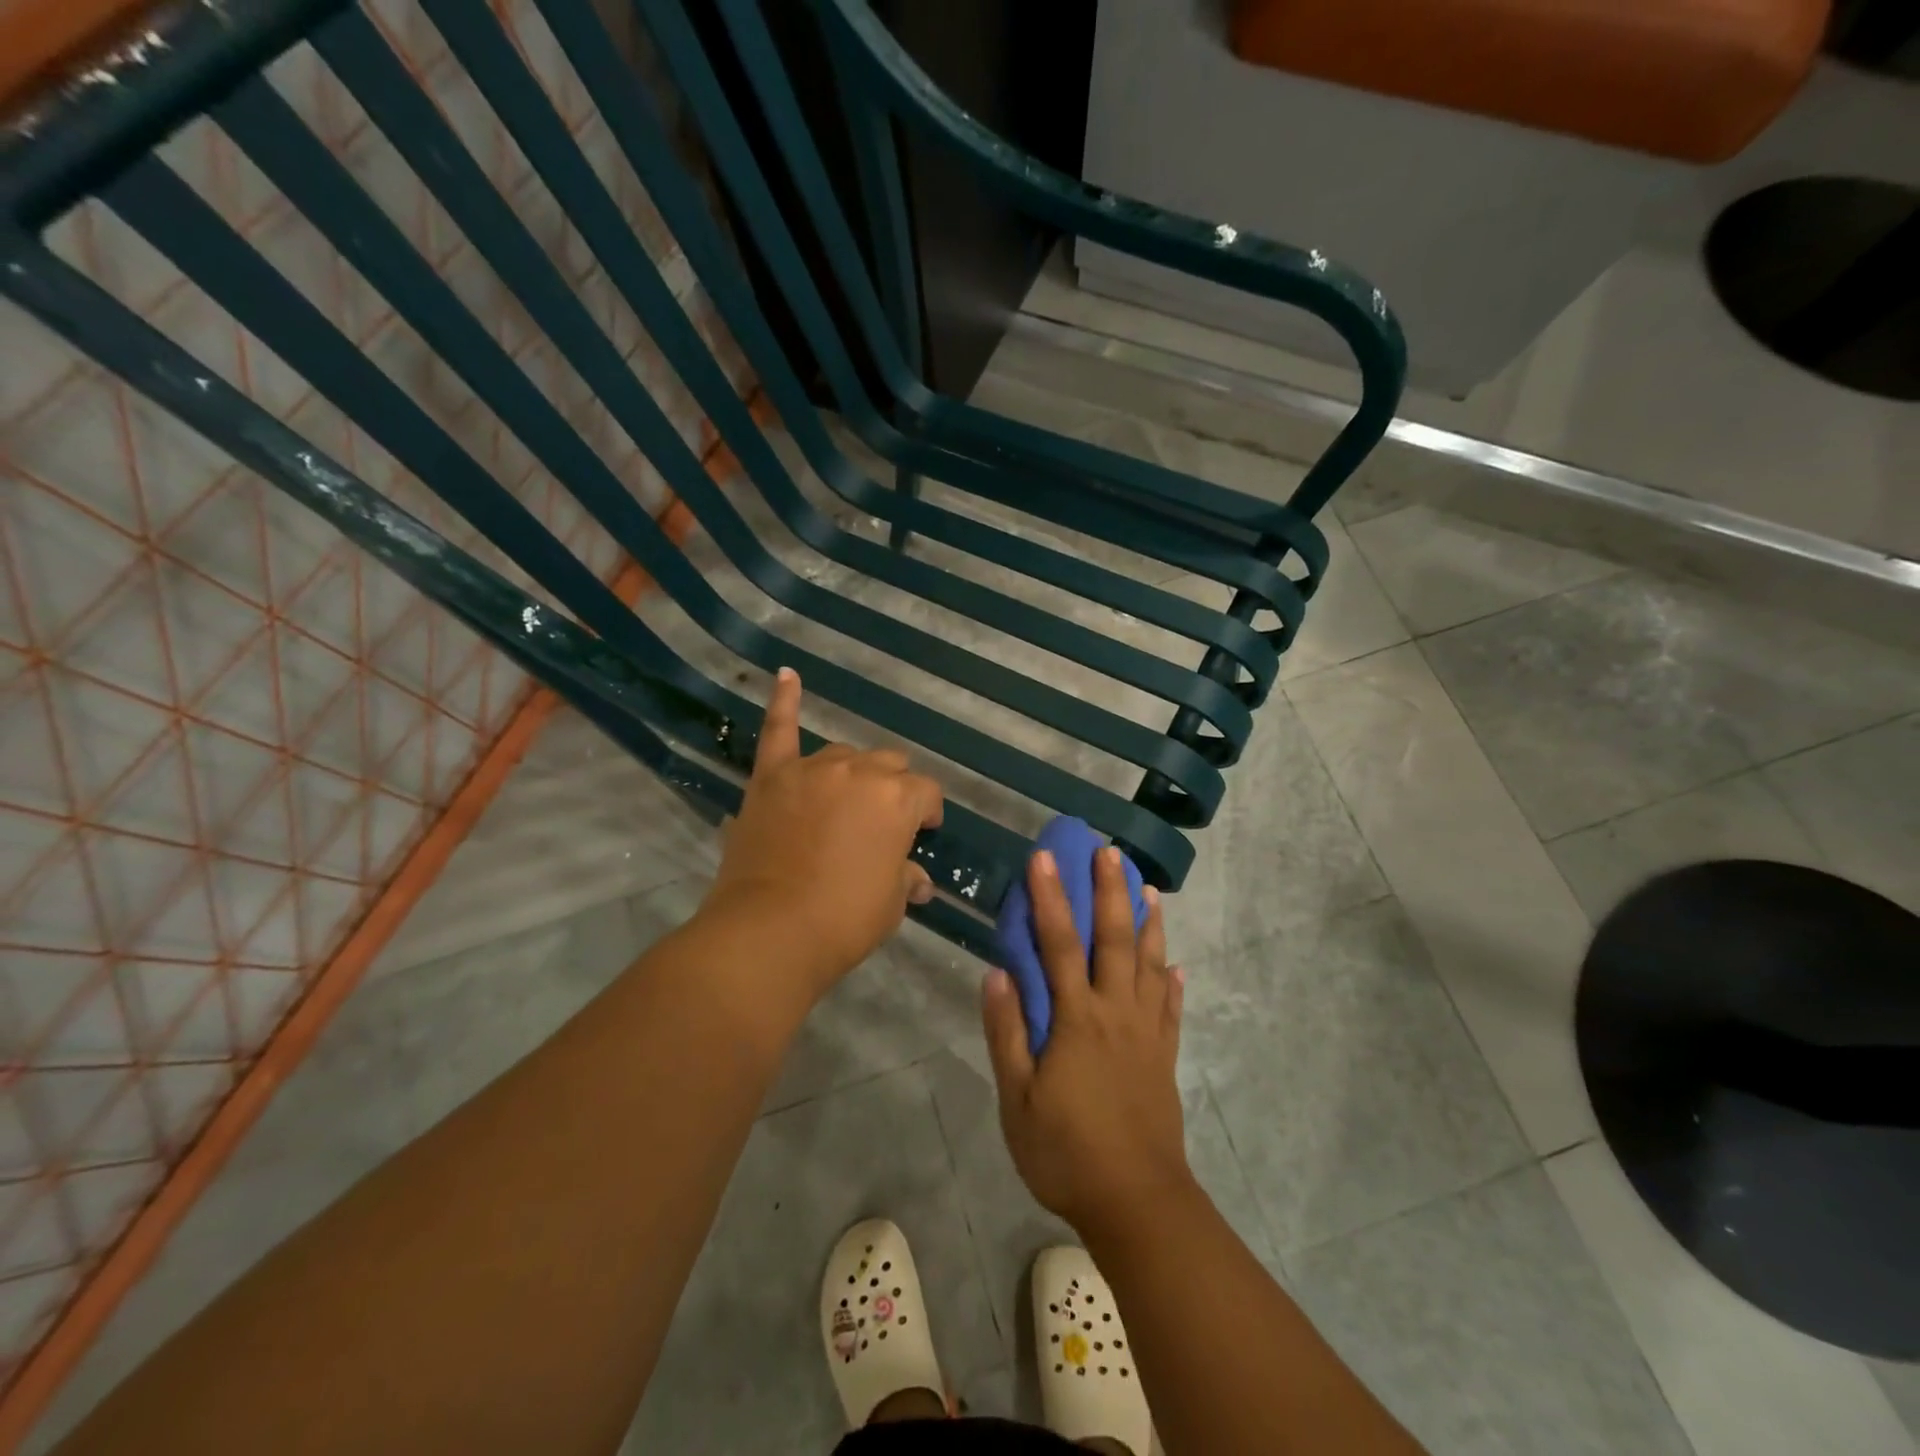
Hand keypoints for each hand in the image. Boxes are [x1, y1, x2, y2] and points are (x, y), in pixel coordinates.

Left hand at [704, 668, 942, 999]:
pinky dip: (784, 702)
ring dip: (852, 772)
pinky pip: (779, 730)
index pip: (926, 793)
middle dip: (892, 789)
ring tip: (844, 800)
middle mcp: (859, 772)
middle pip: (888, 764)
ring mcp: (811, 769)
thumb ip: (905, 878)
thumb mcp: (890, 903)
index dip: (927, 814)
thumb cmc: (843, 920)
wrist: (770, 931)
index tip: (923, 834)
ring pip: (844, 753)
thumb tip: (917, 881)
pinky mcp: (771, 777)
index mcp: (897, 799)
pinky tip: (786, 674)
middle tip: (881, 823)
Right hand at [982, 845, 1191, 1235]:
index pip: (1059, 944)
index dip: (1050, 898)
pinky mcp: (1164, 1056)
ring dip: (1148, 923)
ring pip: (1149, 964)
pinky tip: (1175, 963)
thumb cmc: (1066, 1151)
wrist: (1137, 1201)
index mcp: (1076, 1019)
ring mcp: (1146, 1032)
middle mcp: (1115, 1012)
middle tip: (1109, 852)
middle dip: (1109, 892)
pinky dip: (1172, 980)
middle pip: (1113, 940)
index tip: (1045, 858)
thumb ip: (1007, 1032)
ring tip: (1150, 888)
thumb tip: (997, 973)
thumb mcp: (1018, 1098)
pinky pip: (1171, 1007)